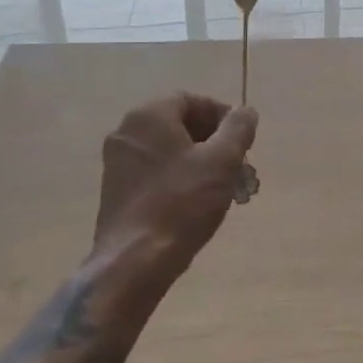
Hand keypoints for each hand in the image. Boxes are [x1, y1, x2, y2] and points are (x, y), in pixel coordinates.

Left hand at [94, 94, 258, 264]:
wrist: (134, 262)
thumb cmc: (181, 203)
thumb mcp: (221, 161)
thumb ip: (238, 128)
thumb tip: (245, 111)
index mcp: (148, 116)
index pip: (190, 100)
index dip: (221, 116)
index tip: (243, 140)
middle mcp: (127, 132)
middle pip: (180, 125)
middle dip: (214, 143)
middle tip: (239, 166)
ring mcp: (117, 164)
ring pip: (170, 152)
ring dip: (201, 163)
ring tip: (226, 189)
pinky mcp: (117, 191)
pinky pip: (156, 173)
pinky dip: (181, 179)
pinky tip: (200, 204)